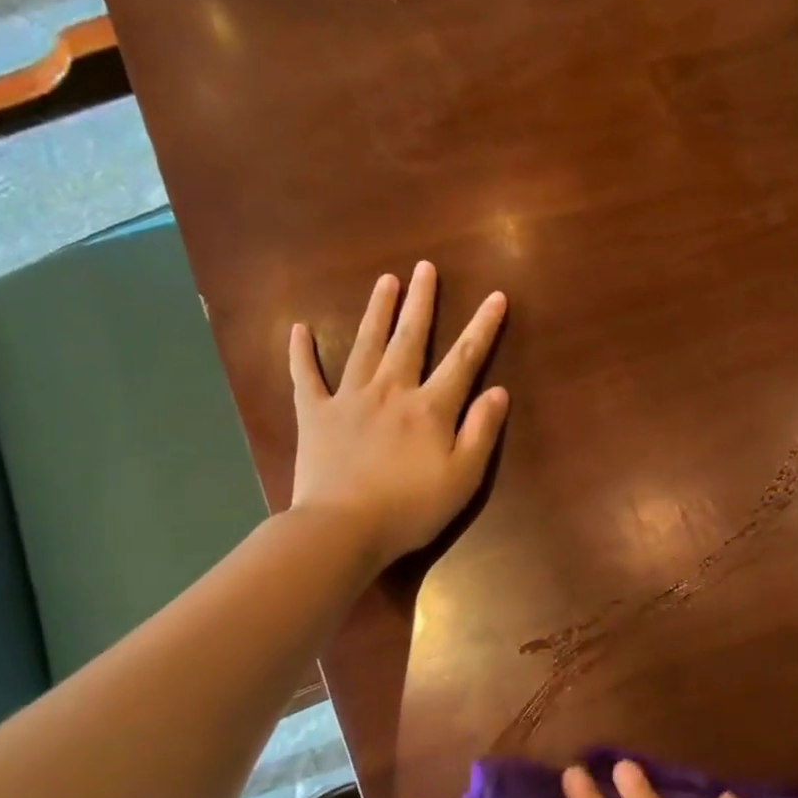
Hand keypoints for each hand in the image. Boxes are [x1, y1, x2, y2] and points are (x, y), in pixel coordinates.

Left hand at [287, 262, 508, 569]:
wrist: (343, 529)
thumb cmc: (411, 508)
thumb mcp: (463, 477)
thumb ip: (482, 432)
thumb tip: (498, 391)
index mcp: (430, 408)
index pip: (464, 359)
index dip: (482, 327)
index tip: (495, 296)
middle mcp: (391, 391)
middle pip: (410, 338)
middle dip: (421, 302)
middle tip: (425, 268)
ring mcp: (349, 399)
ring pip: (365, 345)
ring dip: (376, 311)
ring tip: (385, 281)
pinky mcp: (314, 415)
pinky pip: (305, 377)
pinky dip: (302, 353)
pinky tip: (300, 329)